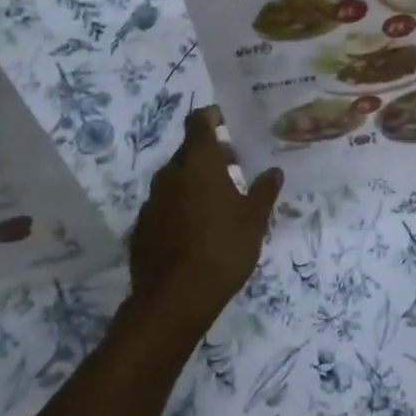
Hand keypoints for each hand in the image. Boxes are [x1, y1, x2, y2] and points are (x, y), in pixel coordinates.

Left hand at [125, 107, 282, 337]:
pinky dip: (180, 205)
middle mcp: (170, 173)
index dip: (211, 116)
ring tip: (219, 200)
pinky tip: (196, 228)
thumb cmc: (222, 248)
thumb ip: (264, 191)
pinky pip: (165, 204)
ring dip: (195, 180)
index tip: (226, 120)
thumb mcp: (254, 220)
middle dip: (210, 153)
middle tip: (235, 165)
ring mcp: (152, 200)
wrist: (174, 298)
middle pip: (189, 151)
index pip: (199, 122)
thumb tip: (274, 171)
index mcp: (199, 163)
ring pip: (176, 178)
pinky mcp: (142, 226)